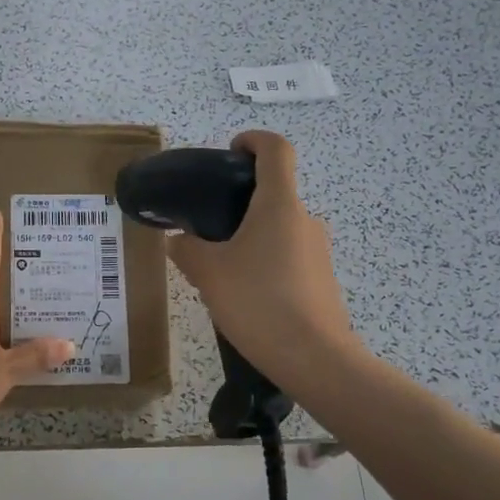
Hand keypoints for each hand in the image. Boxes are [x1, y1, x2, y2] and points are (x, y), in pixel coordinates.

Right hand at [167, 131, 357, 384]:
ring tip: (220, 268)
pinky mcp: (322, 279)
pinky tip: (245, 295)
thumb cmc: (259, 302)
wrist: (315, 359)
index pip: (276, 150)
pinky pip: (288, 256)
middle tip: (207, 226)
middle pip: (274, 192)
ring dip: (251, 236)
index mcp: (279, 205)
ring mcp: (318, 251)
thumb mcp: (209, 274)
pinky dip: (265, 262)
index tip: (231, 152)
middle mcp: (304, 219)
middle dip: (240, 202)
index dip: (253, 140)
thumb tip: (178, 242)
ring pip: (279, 229)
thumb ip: (187, 251)